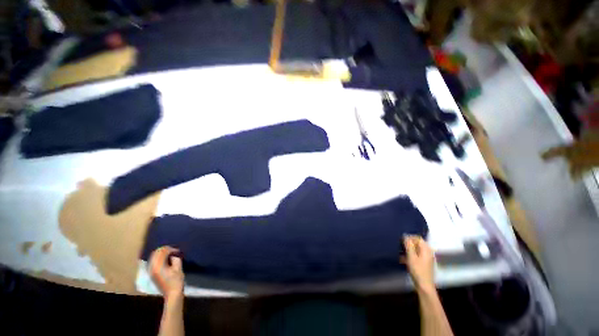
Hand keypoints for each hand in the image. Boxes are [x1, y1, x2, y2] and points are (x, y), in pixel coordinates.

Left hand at [148, 246, 184, 300]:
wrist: (172, 294)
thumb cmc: (176, 281)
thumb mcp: (178, 268)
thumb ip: (175, 258)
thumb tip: (173, 254)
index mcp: (158, 266)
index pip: (162, 252)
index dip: (170, 249)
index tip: (177, 251)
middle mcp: (152, 268)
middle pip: (155, 253)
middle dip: (164, 250)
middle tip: (173, 251)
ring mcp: (150, 271)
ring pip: (153, 257)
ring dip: (161, 254)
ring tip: (170, 255)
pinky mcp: (151, 273)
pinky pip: (153, 262)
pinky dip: (159, 258)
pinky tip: (165, 260)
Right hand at [402, 235, 434, 292]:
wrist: (424, 286)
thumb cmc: (417, 270)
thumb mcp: (411, 256)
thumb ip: (409, 245)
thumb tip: (405, 235)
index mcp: (426, 249)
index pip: (418, 238)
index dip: (409, 238)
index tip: (401, 241)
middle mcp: (428, 252)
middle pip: (417, 244)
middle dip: (408, 244)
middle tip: (400, 247)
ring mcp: (427, 258)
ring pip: (416, 250)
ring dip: (408, 250)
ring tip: (400, 253)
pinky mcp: (424, 264)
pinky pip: (417, 256)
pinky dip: (410, 256)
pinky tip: (403, 260)